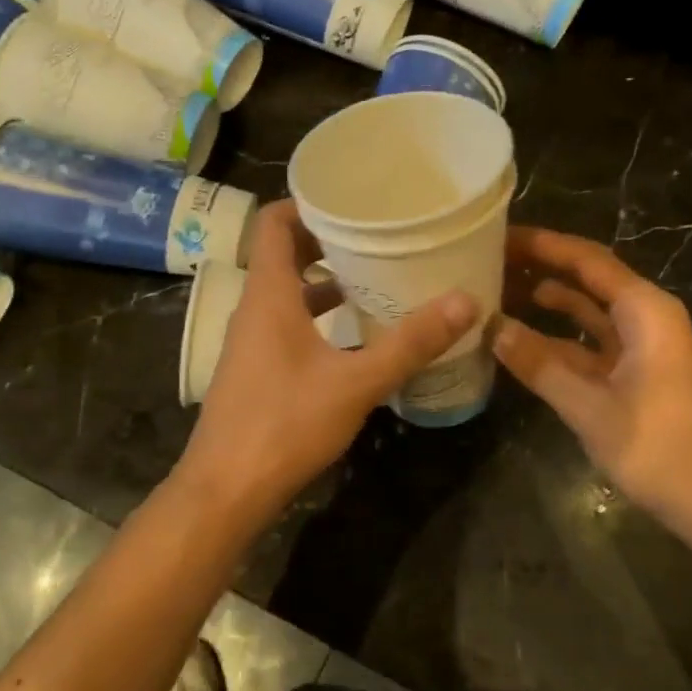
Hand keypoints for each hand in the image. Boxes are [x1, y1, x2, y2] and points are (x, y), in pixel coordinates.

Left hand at [180, 200, 477, 518]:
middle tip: (378, 232)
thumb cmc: (284, 425)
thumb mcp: (355, 383)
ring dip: (325, 279)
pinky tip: (356, 332)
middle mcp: (254, 308)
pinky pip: (288, 322)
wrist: (226, 491)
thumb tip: (466, 301)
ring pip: (287, 291)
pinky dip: (318, 315)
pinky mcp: (257, 368)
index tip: (351, 198)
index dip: (306, 203)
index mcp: (268, 294)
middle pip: (284, 253)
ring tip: (375, 274)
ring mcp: (252, 340)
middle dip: (327, 239)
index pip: (273, 223)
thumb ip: (410, 343)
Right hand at [492, 227, 691, 524]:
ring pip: (587, 310)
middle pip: (587, 278)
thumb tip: (492, 327)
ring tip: (498, 289)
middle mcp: (645, 316)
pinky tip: (520, 337)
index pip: (587, 260)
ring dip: (548, 300)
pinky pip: (590, 341)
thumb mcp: (588, 404)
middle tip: (490, 258)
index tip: (499, 235)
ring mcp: (641, 345)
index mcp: (645, 310)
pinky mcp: (635, 371)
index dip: (543, 244)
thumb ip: (538, 363)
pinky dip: (558, 337)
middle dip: (542, 266)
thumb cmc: (656, 445)